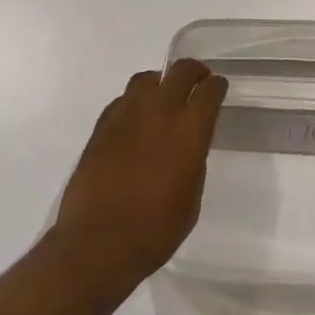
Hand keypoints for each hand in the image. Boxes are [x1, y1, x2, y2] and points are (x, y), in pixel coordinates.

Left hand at [54, 59, 227, 287]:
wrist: (97, 244)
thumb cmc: (154, 231)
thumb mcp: (191, 200)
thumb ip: (194, 160)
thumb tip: (188, 144)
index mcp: (189, 130)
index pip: (209, 90)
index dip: (217, 86)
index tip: (218, 89)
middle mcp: (160, 112)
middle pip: (180, 71)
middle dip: (193, 72)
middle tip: (197, 82)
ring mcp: (127, 114)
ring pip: (147, 79)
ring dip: (160, 84)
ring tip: (162, 100)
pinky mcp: (102, 125)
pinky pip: (123, 100)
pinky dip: (134, 103)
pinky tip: (135, 122)